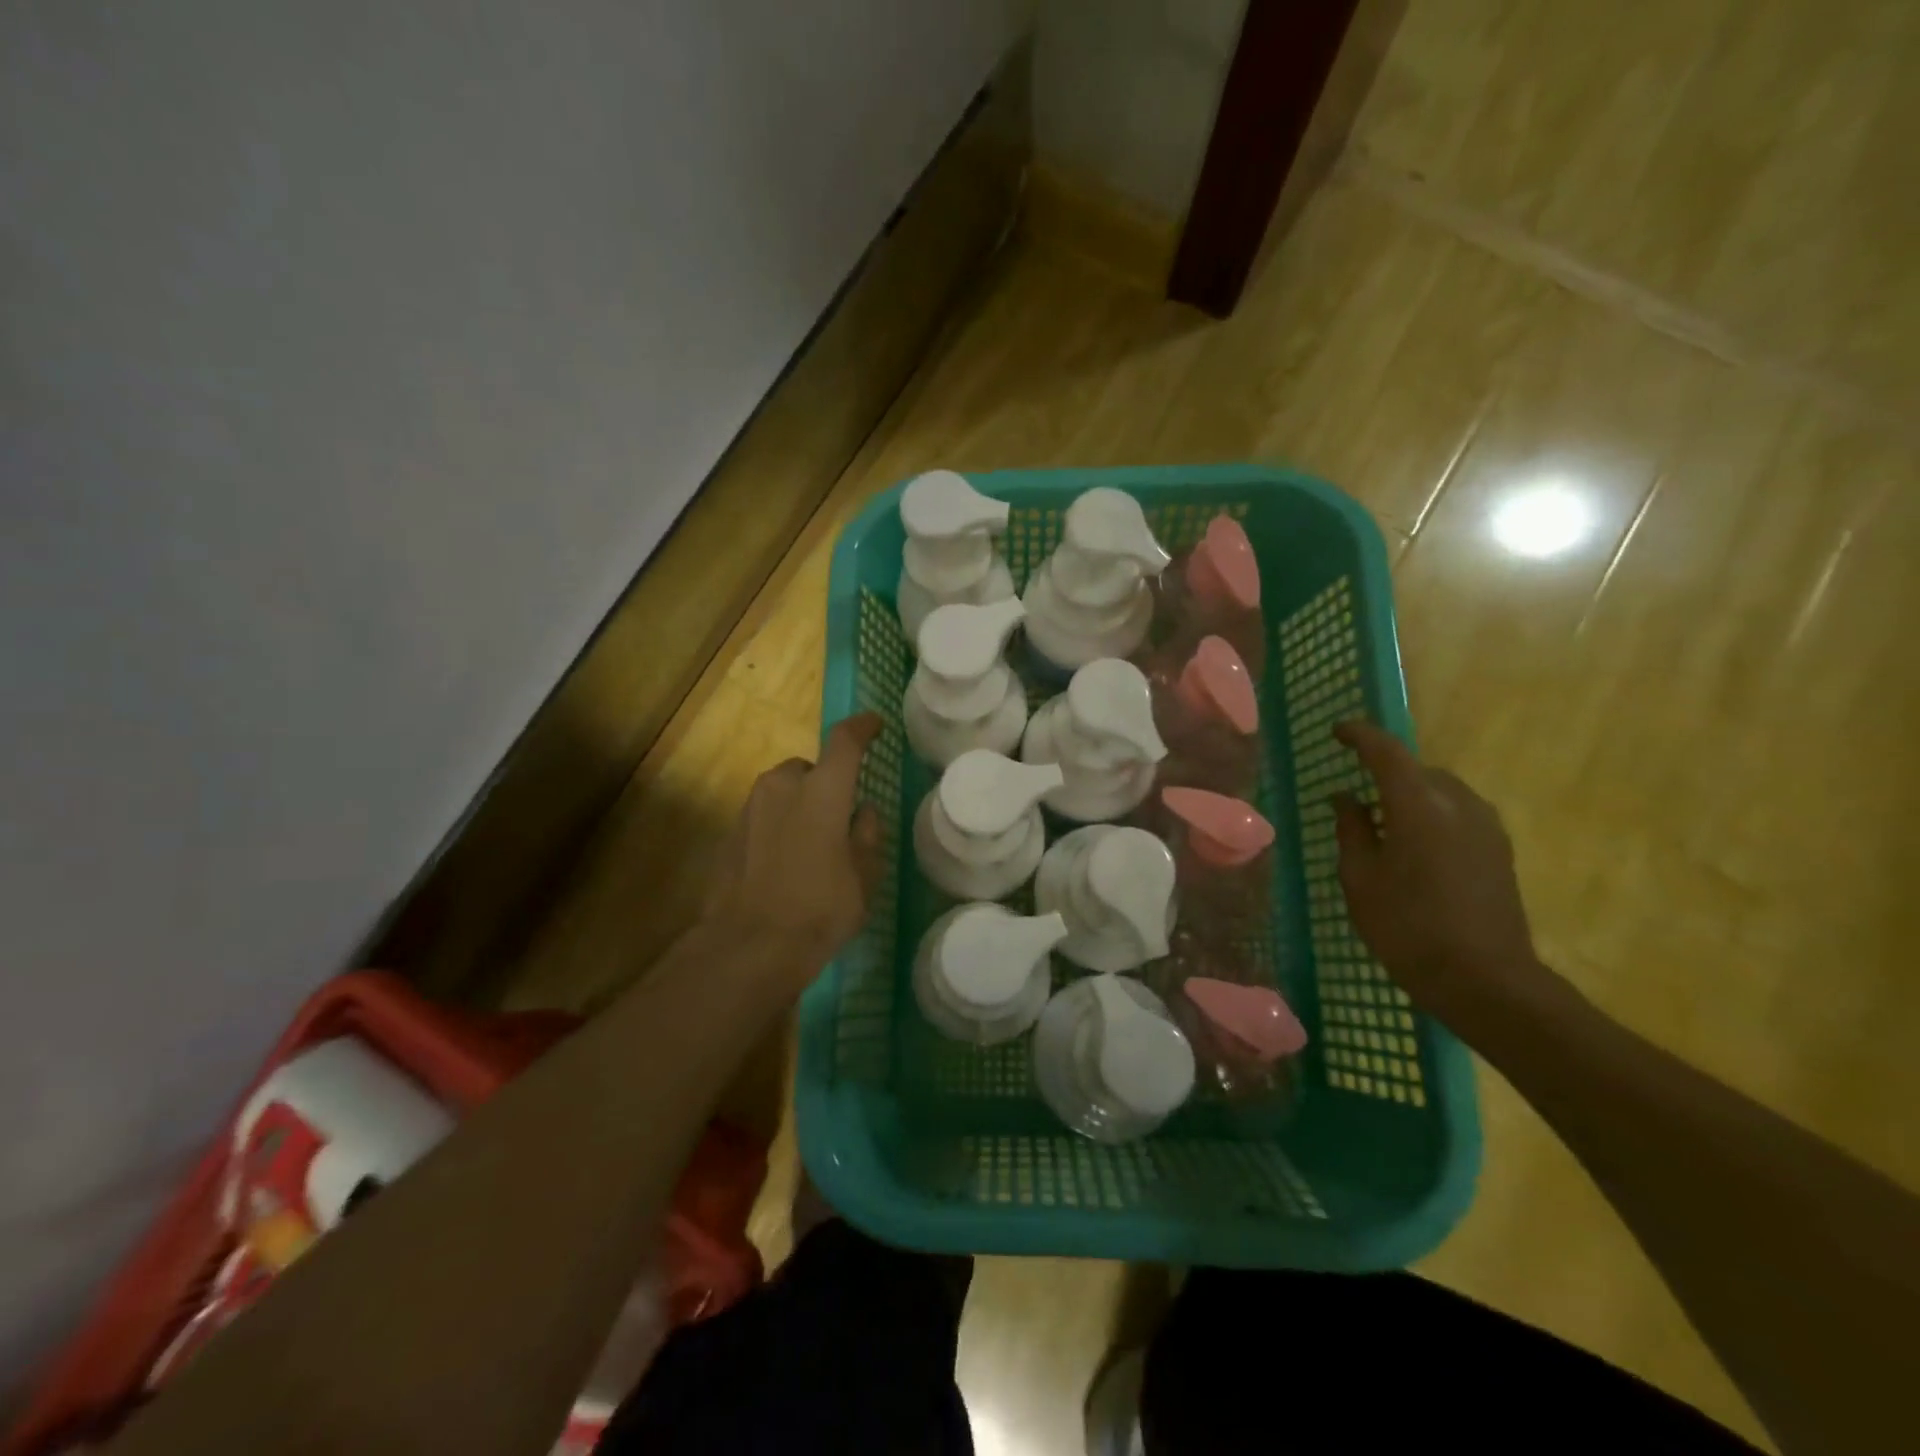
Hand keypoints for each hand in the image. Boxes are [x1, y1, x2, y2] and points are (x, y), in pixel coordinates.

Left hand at [701, 713, 886, 970]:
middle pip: (809, 768)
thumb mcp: (863, 877)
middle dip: (825, 784)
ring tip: (811, 846)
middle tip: (839, 818)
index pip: (844, 741)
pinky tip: (784, 863)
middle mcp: (782, 786)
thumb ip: (867, 836)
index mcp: (822, 790)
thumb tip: (863, 812)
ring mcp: (750, 808)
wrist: (748, 947)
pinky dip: (777, 826)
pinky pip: (762, 816)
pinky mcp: (729, 832)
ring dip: (798, 805)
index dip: (862, 728)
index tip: (874, 725)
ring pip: (782, 791)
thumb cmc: (820, 909)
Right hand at [1331, 720, 1550, 1032]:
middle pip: (1417, 770)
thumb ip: (1352, 829)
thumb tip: (1346, 797)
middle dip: (1385, 770)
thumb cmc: (1407, 927)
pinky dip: (1431, 814)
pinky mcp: (1500, 850)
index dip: (1360, 735)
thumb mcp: (1360, 878)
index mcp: (1418, 805)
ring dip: (1410, 794)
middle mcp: (1458, 804)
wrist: (1485, 980)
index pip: (1386, 752)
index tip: (1337, 731)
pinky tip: (1414, 845)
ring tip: (1383, 822)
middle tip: (1355, 792)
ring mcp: (1486, 827)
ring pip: (1441, 791)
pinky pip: (1458, 813)